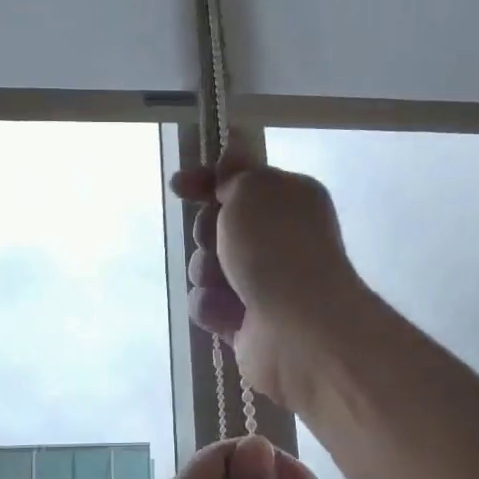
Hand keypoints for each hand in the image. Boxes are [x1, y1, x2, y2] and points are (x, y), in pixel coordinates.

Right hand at [171, 134, 367, 410]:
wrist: (299, 330)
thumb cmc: (278, 248)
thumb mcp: (254, 190)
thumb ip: (237, 171)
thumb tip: (235, 148)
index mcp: (289, 200)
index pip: (241, 181)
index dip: (207, 181)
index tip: (180, 186)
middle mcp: (278, 239)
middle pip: (216, 225)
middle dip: (207, 232)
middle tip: (219, 240)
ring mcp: (262, 282)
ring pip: (206, 266)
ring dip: (207, 272)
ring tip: (228, 284)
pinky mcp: (245, 321)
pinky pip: (208, 304)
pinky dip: (213, 307)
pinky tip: (230, 315)